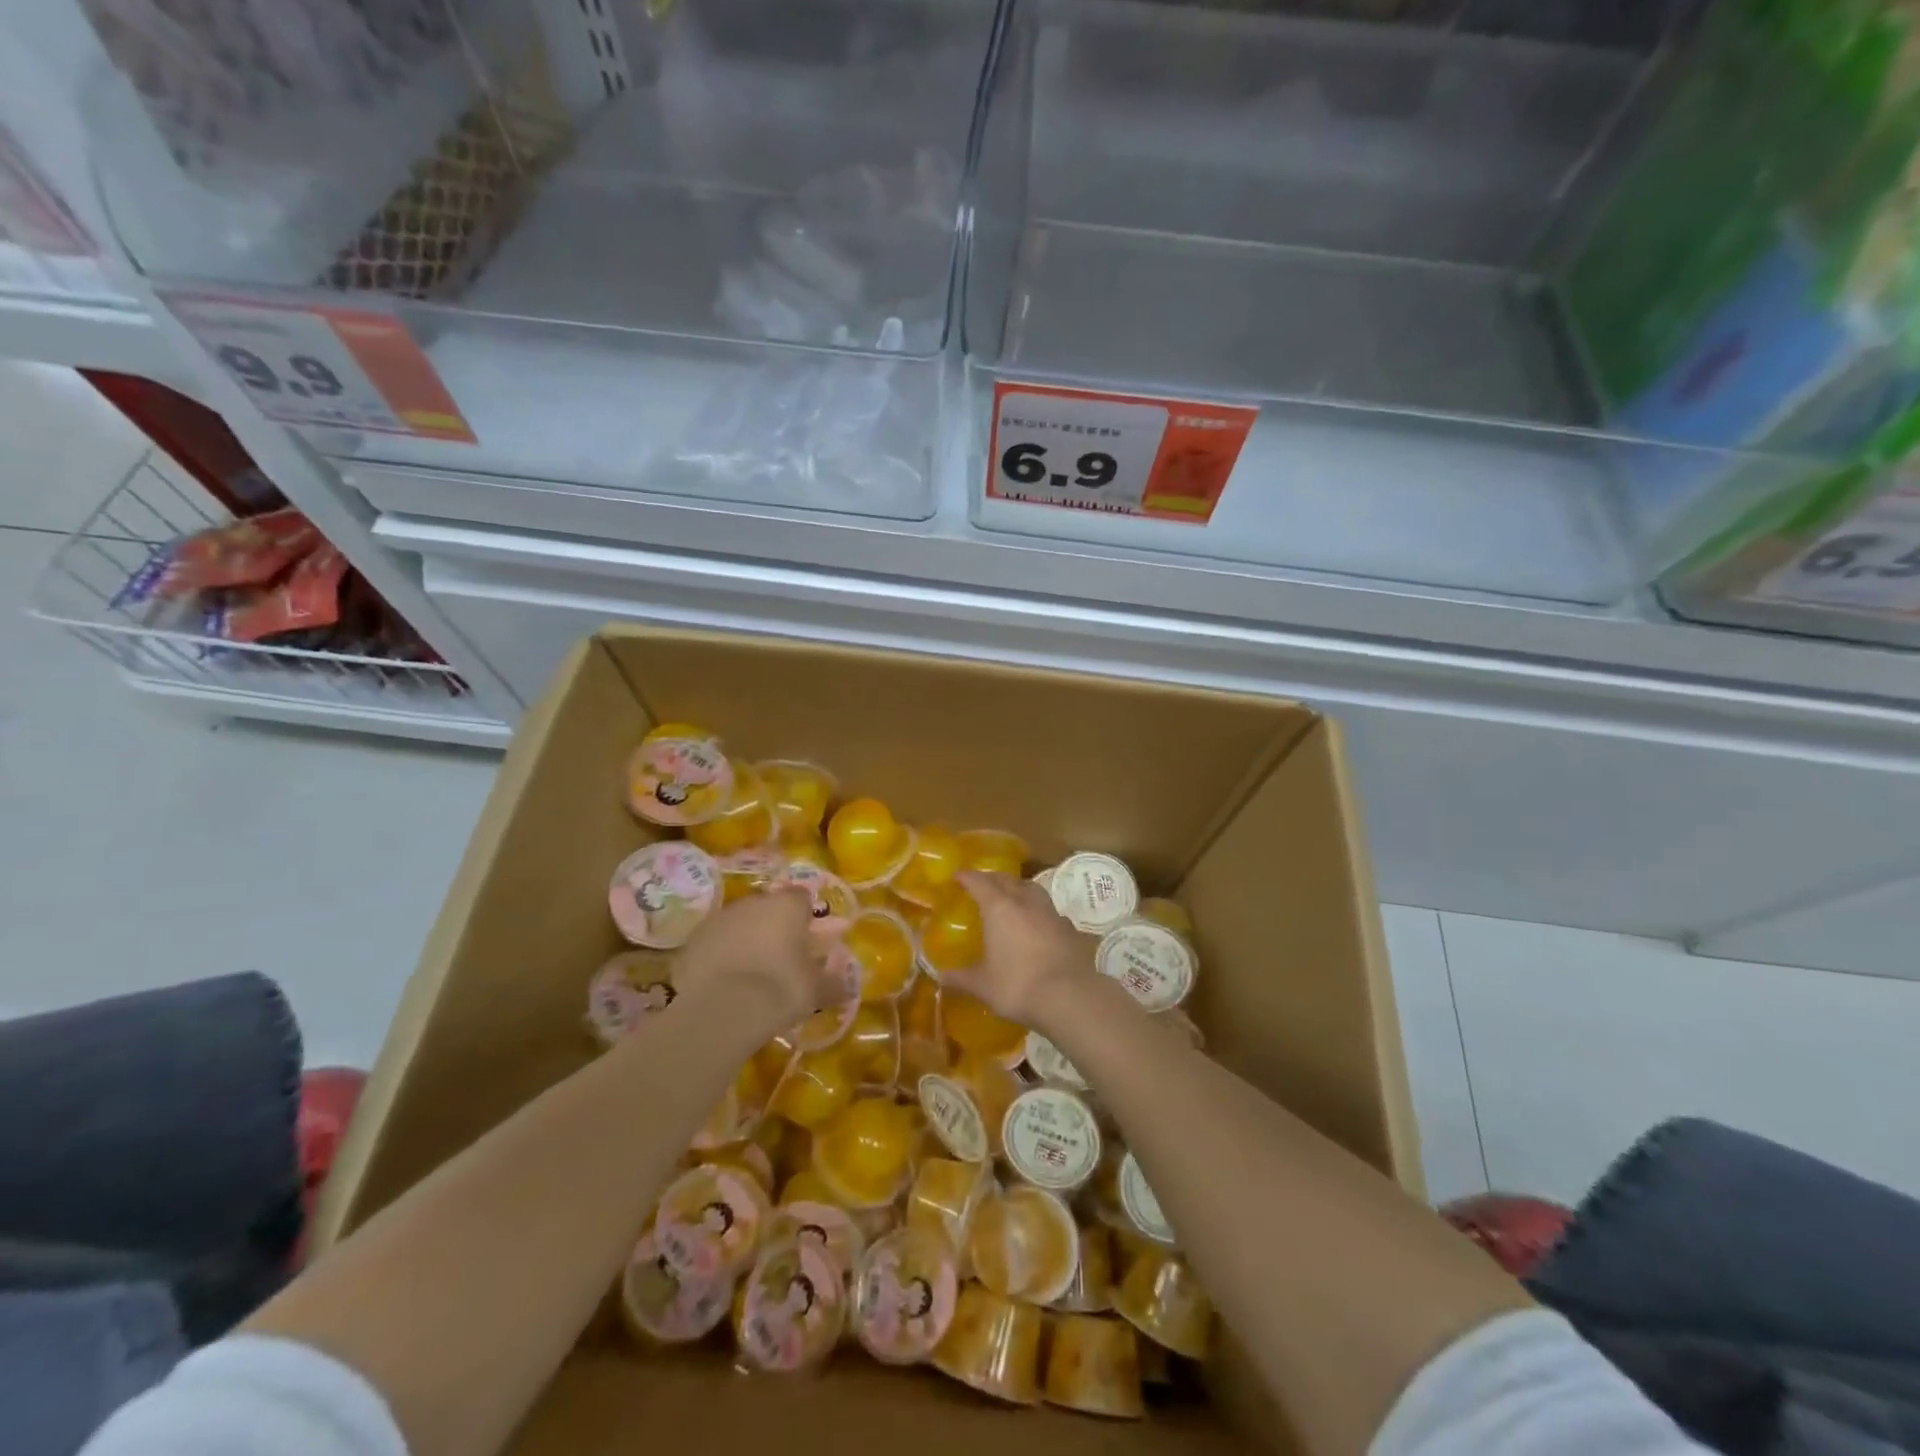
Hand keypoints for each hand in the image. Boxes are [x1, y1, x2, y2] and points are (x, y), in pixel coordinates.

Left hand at [675, 889, 839, 1032]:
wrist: (721, 1009)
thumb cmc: (780, 989)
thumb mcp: (816, 991)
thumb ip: (833, 983)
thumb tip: (847, 985)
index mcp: (787, 905)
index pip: (803, 897)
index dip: (807, 916)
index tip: (810, 940)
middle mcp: (753, 902)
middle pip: (769, 908)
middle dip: (776, 927)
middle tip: (783, 958)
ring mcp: (719, 918)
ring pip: (740, 924)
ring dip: (747, 940)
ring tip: (753, 974)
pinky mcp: (693, 941)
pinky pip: (715, 943)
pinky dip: (722, 956)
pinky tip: (726, 983)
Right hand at [948, 870, 1094, 1026]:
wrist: (1069, 997)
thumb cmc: (1017, 986)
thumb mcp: (983, 985)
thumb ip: (962, 978)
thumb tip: (941, 977)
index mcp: (1000, 909)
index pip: (980, 882)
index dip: (968, 877)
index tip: (958, 876)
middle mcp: (1026, 902)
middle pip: (1008, 880)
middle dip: (993, 879)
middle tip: (983, 884)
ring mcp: (1051, 913)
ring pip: (1033, 889)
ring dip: (1020, 888)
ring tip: (1012, 898)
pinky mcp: (1070, 929)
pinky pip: (1050, 911)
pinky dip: (1040, 912)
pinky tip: (1038, 924)